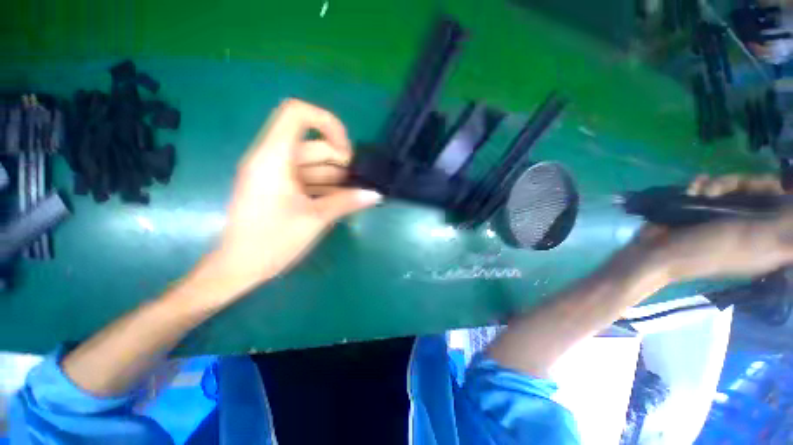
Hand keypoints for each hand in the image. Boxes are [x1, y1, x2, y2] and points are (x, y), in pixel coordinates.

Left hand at [194, 99, 380, 302]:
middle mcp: (272, 158)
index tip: (346, 152)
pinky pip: (305, 178)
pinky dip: (324, 186)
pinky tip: (338, 201)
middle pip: (312, 145)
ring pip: (311, 164)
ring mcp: (274, 174)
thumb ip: (347, 202)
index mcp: (274, 157)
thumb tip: (375, 194)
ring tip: (351, 196)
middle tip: (356, 185)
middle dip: (339, 162)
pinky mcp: (277, 187)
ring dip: (334, 177)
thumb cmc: (272, 241)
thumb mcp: (315, 219)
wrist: (239, 267)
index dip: (327, 124)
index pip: (297, 113)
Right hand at [620, 174, 792, 283]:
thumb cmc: (711, 250)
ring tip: (702, 191)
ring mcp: (727, 217)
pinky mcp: (704, 212)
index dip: (781, 191)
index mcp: (771, 236)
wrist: (660, 254)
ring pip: (735, 187)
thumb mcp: (758, 238)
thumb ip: (786, 225)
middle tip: (726, 187)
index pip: (785, 205)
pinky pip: (711, 189)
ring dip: (720, 184)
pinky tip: (693, 188)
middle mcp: (752, 224)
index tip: (768, 185)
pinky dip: (702, 185)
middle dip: (745, 183)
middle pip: (762, 191)